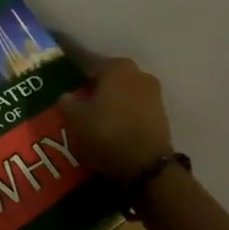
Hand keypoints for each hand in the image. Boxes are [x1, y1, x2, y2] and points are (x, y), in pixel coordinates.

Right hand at [58, 56, 173, 179]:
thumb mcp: (75, 119)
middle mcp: (138, 73)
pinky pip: (136, 109)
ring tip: (96, 120)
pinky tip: (114, 129)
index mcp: (116, 66)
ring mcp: (154, 93)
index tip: (66, 89)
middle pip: (109, 78)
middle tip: (80, 106)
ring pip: (124, 94)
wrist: (147, 165)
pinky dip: (125, 116)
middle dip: (95, 89)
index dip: (76, 77)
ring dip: (111, 103)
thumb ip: (67, 102)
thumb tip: (66, 96)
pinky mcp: (162, 114)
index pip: (89, 65)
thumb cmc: (107, 132)